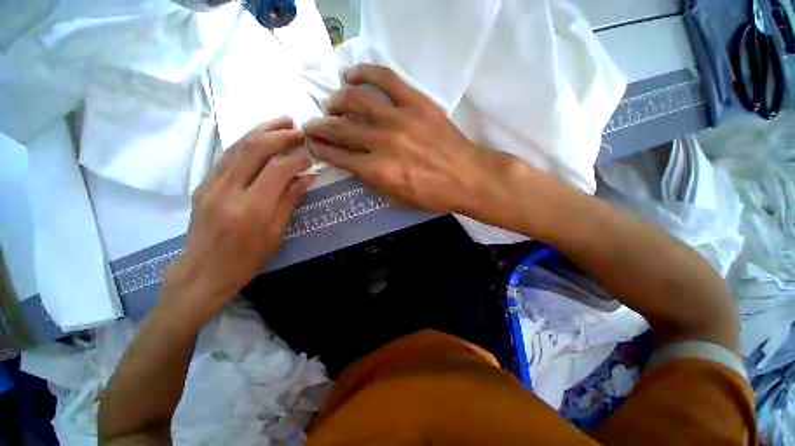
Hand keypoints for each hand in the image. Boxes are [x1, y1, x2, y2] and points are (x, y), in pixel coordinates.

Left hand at [162, 117, 312, 318]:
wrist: (201, 271)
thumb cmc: (245, 259)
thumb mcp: (275, 233)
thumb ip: (289, 200)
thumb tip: (306, 177)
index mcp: (250, 208)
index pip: (278, 170)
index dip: (297, 160)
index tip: (310, 159)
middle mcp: (227, 190)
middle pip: (254, 149)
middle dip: (279, 135)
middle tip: (298, 130)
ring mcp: (211, 184)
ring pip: (237, 146)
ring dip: (261, 130)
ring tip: (281, 122)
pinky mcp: (203, 183)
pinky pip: (227, 155)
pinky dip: (246, 142)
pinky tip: (259, 138)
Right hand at [302, 64, 510, 213]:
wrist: (467, 177)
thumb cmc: (432, 195)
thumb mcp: (397, 199)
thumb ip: (372, 182)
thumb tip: (354, 164)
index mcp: (377, 171)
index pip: (337, 156)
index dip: (320, 149)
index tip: (312, 143)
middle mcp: (382, 142)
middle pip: (340, 128)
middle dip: (319, 126)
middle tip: (312, 125)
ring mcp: (399, 119)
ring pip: (355, 100)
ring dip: (336, 101)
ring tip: (332, 104)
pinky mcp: (416, 102)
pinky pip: (385, 78)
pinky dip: (364, 73)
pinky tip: (352, 76)